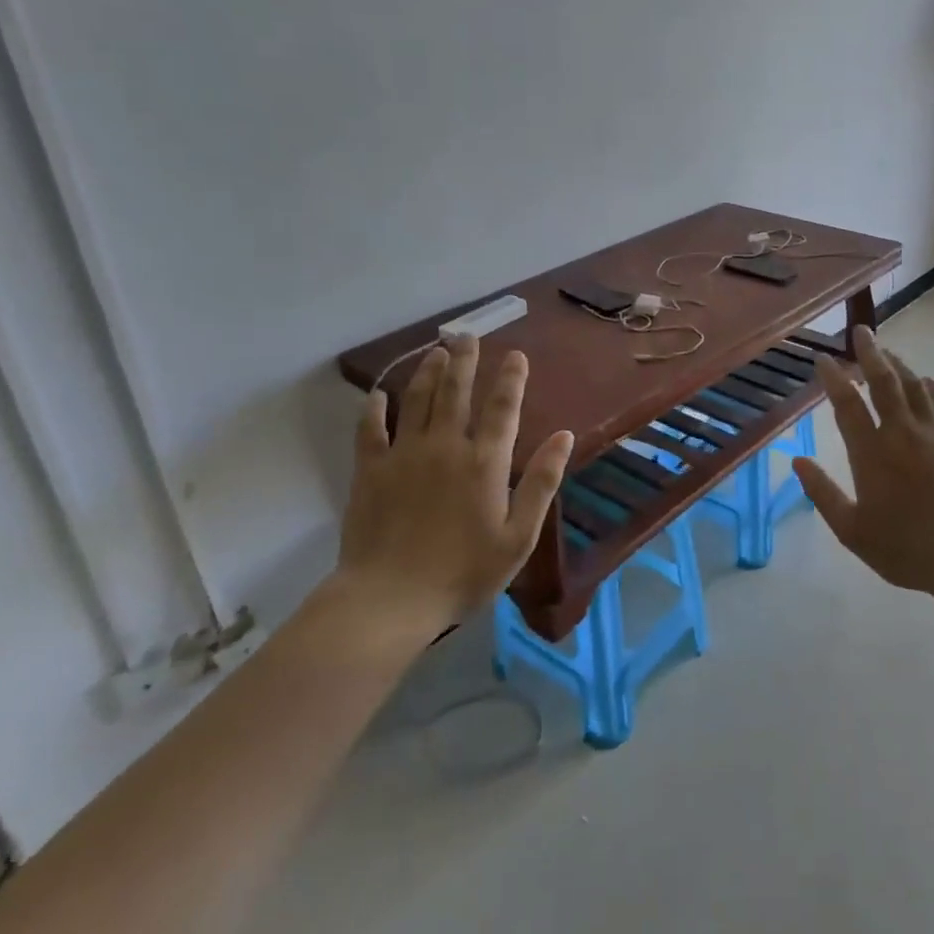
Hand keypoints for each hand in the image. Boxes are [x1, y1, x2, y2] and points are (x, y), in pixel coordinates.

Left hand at [336, 335, 573, 633]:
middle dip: (464, 360)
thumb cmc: (464, 572)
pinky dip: (375, 409)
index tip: (515, 355)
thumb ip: (542, 482)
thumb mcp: (518, 535)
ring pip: (417, 401)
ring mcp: (404, 455)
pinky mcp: (370, 471)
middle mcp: (445, 446)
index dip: (511, 378)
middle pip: (456, 392)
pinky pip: (371, 430)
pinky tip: (378, 395)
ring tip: (436, 351)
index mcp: (485, 462)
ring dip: (428, 373)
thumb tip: (563, 435)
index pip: (502, 408)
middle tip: (467, 335)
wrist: (390, 599)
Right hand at [794, 327, 933, 598]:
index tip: (822, 359)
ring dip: (898, 364)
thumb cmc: (906, 549)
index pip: (847, 404)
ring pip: (914, 386)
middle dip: (869, 352)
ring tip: (887, 352)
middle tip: (861, 331)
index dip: (833, 377)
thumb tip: (798, 461)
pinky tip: (928, 382)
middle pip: (883, 381)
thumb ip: (822, 493)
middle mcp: (902, 433)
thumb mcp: (852, 531)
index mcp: (871, 453)